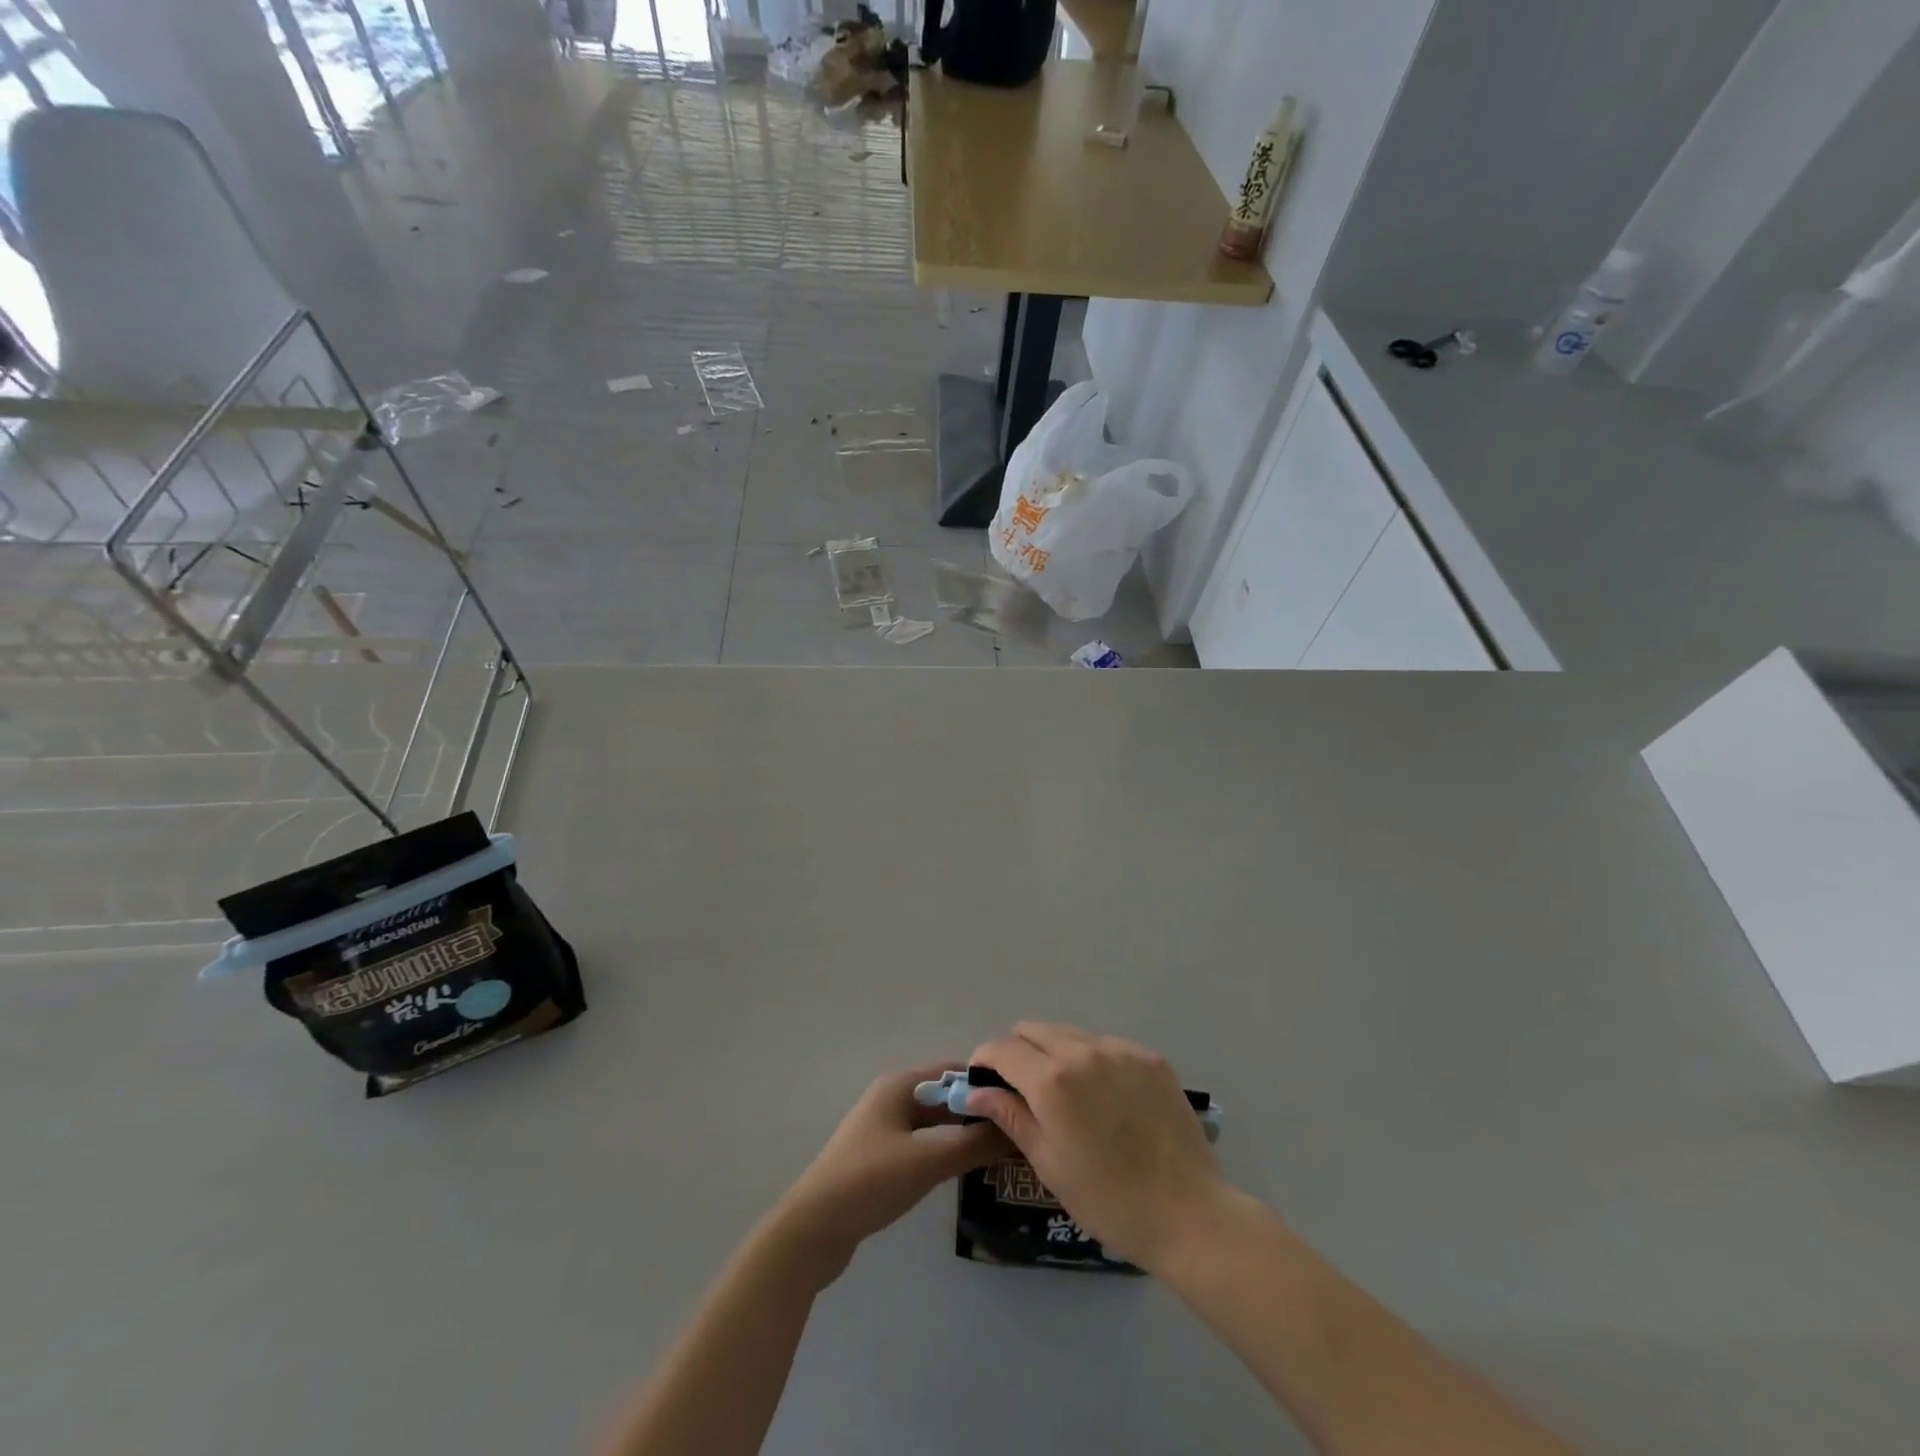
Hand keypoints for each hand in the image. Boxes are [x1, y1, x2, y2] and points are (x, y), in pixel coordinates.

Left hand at [770, 1063, 1006, 1285]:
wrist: (814, 1230)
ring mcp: (884, 1130)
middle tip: (1016, 1131)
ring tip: (1001, 1152)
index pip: (952, 1070)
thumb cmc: (871, 1181)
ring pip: (935, 1124)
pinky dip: (945, 1152)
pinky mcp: (881, 1159)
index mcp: (899, 1085)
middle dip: (977, 1111)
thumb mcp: (928, 1160)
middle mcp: (892, 1099)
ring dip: (963, 1134)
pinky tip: (967, 1171)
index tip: (1019, 1102)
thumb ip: (973, 1144)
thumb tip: (1016, 1128)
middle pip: (944, 1097)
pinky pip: (923, 1145)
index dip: (985, 1083)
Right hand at [966, 1023, 1226, 1272]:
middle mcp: (1083, 1051)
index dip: (985, 1061)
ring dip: (1054, 1053)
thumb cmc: (1109, 1200)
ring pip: (1070, 1034)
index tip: (983, 1082)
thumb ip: (1011, 1116)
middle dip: (1017, 1052)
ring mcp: (1120, 1050)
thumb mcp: (1049, 1163)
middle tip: (1022, 1090)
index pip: (1002, 1049)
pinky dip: (1092, 1060)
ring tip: (1067, 1095)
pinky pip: (1106, 1045)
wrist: (1189, 1213)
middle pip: (1034, 1030)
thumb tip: (976, 1092)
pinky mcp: (1150, 1057)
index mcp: (1052, 1081)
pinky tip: (1105, 1098)